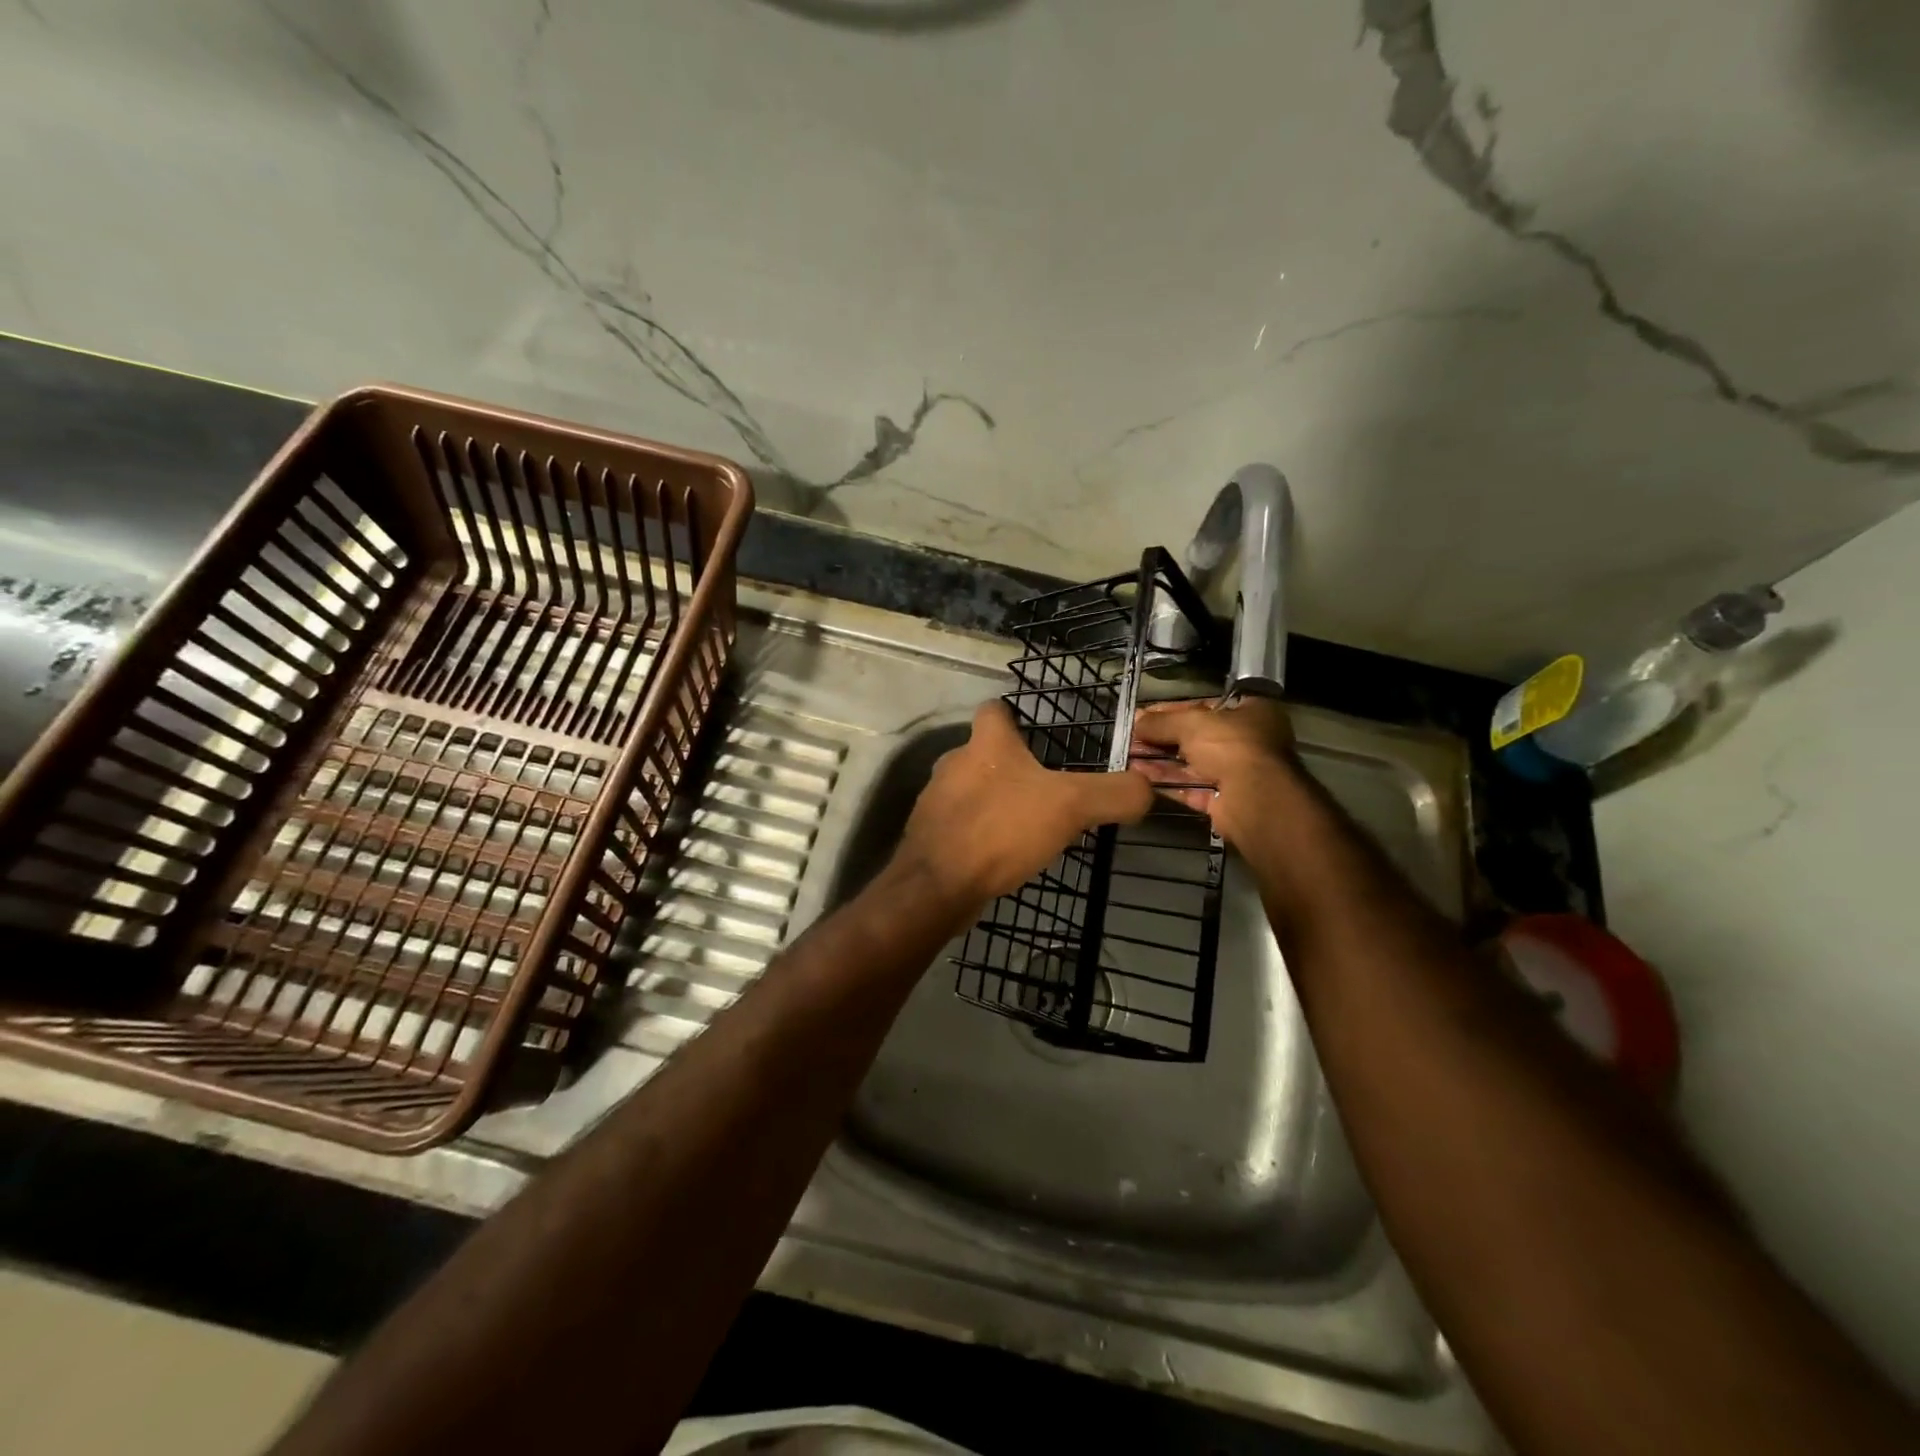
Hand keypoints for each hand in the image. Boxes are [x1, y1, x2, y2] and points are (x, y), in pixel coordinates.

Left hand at [893, 700, 1154, 910]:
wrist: (938, 885)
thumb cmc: (1002, 830)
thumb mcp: (1071, 806)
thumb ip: (1114, 794)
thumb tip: (1145, 789)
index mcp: (986, 744)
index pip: (995, 710)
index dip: (1014, 716)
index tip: (1035, 735)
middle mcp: (953, 763)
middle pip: (983, 753)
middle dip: (1009, 768)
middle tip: (1044, 790)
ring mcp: (936, 801)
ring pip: (969, 791)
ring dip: (993, 803)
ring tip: (1025, 827)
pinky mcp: (929, 835)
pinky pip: (960, 826)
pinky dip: (978, 834)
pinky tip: (999, 856)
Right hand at [1129, 696, 1296, 845]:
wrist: (1255, 798)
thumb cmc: (1230, 745)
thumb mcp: (1191, 723)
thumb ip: (1161, 721)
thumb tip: (1136, 720)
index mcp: (1252, 712)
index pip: (1205, 705)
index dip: (1172, 710)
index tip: (1144, 715)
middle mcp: (1248, 741)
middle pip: (1197, 736)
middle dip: (1162, 738)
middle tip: (1133, 737)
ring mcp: (1238, 773)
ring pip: (1192, 764)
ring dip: (1160, 760)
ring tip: (1129, 756)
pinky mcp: (1225, 801)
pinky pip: (1192, 787)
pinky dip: (1168, 782)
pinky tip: (1141, 777)